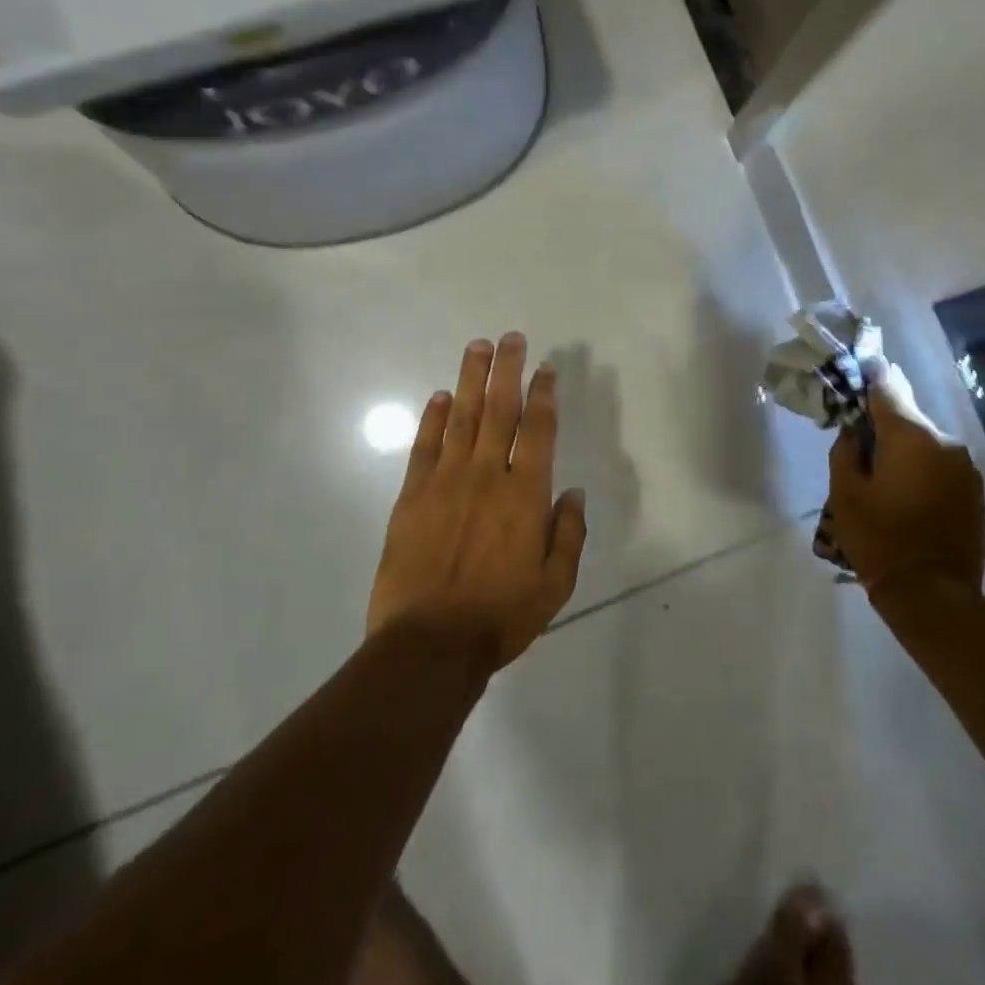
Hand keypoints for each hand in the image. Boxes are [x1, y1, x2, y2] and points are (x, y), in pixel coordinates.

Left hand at [367, 333, 586, 669]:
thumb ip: (568, 534)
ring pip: (460, 418)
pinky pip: (423, 446)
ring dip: (470, 380)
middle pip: (498, 411)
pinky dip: (431, 418)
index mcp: (524, 496)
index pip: (537, 431)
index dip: (543, 395)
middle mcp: (485, 476)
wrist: (428, 646)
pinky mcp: (412, 496)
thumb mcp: (555, 586)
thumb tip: (573, 492)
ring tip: (476, 347)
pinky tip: (438, 396)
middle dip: (506, 370)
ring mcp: (444, 482)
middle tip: (510, 338)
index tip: (547, 368)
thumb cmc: (500, 617)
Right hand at [825, 361, 984, 595]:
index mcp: (911, 436)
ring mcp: (965, 467)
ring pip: (926, 441)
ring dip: (904, 447)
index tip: (860, 364)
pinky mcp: (974, 490)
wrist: (932, 594)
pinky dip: (922, 467)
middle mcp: (944, 442)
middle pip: (908, 416)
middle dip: (884, 420)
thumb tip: (855, 429)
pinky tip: (906, 490)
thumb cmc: (879, 538)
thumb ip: (846, 449)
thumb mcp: (845, 492)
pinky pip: (941, 464)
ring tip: (882, 471)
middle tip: (859, 434)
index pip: (888, 387)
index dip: (871, 374)